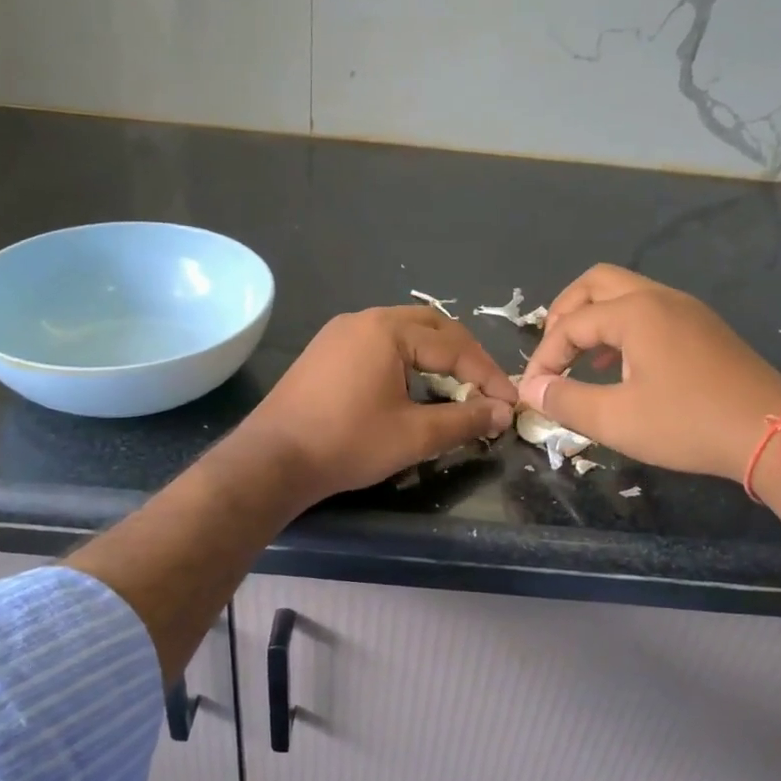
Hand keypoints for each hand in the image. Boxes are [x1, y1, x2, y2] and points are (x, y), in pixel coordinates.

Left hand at [232, 306, 517, 508]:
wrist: (272, 459)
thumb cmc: (347, 443)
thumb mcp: (414, 435)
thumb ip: (464, 420)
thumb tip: (502, 413)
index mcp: (387, 330)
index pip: (453, 346)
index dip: (487, 375)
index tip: (508, 404)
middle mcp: (363, 320)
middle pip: (430, 327)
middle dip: (463, 357)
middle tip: (484, 389)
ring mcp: (339, 333)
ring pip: (403, 334)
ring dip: (434, 357)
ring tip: (454, 388)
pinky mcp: (324, 352)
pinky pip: (378, 345)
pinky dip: (405, 361)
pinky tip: (411, 388)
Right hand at [518, 265, 780, 482]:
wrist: (775, 433)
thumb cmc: (688, 424)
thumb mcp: (616, 420)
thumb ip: (565, 400)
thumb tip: (531, 388)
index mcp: (635, 312)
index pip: (570, 324)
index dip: (544, 357)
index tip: (534, 390)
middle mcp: (660, 298)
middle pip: (595, 284)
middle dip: (565, 314)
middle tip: (553, 352)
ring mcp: (687, 310)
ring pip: (625, 295)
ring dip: (594, 320)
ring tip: (580, 360)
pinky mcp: (703, 328)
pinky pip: (649, 312)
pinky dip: (622, 328)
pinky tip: (619, 368)